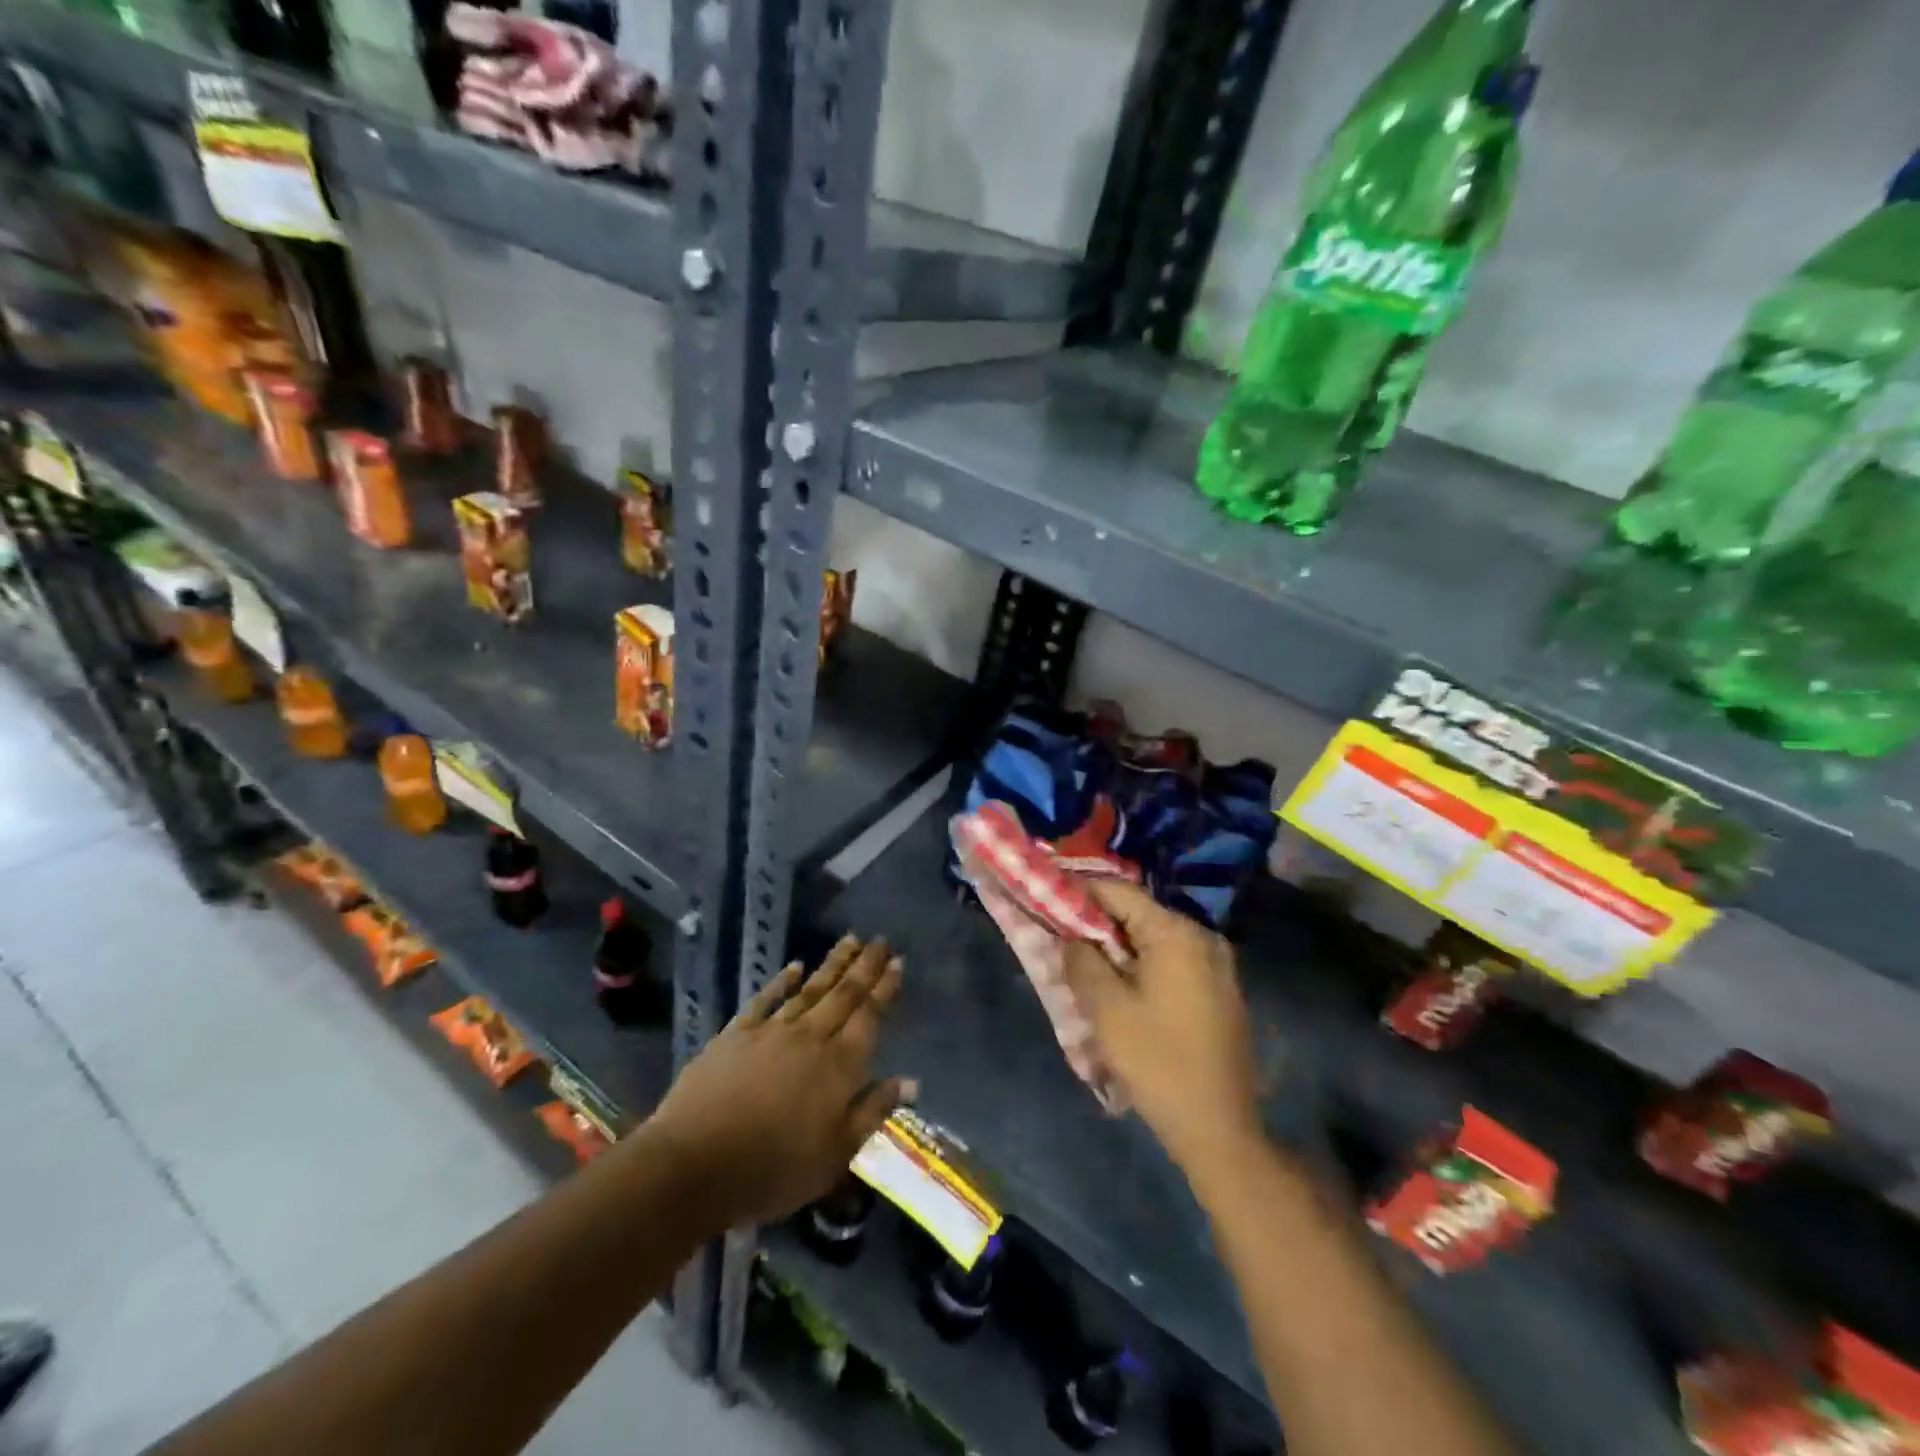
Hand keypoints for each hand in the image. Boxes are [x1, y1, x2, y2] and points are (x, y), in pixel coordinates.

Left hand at [651, 935, 909, 1227]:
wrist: (694, 1164)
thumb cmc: (773, 1170)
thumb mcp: (835, 1155)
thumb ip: (872, 1112)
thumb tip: (910, 1081)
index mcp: (838, 1067)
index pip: (869, 1018)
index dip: (885, 989)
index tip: (898, 962)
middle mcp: (810, 1038)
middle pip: (844, 995)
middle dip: (865, 966)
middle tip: (881, 940)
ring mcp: (771, 1032)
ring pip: (810, 989)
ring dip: (832, 964)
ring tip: (850, 939)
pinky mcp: (736, 1034)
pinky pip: (765, 999)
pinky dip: (782, 981)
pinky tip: (794, 966)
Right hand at [1063, 882, 1261, 1179]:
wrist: (1220, 1128)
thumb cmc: (1157, 1062)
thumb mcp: (1105, 1008)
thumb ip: (1081, 959)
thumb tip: (1072, 937)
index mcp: (1176, 933)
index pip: (1119, 891)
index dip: (1079, 892)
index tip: (1048, 902)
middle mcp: (1202, 937)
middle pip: (1138, 914)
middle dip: (1098, 923)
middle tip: (1062, 938)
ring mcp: (1217, 964)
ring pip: (1155, 939)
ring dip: (1120, 946)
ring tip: (1086, 964)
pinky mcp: (1221, 990)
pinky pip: (1173, 961)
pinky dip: (1143, 964)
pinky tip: (1123, 987)